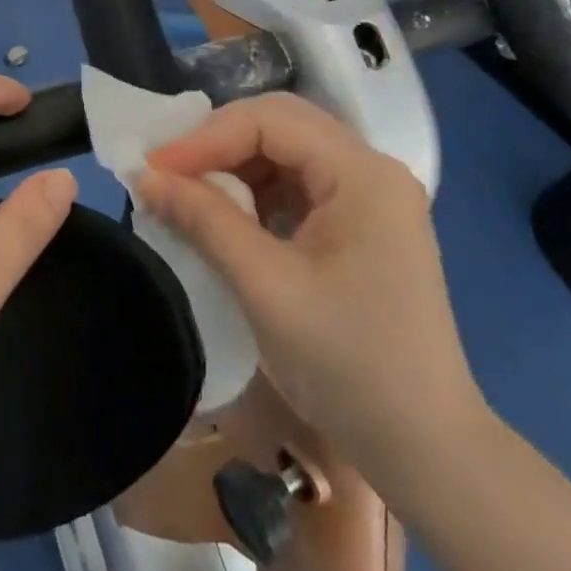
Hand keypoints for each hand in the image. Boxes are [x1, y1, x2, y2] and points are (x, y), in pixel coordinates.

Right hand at [138, 92, 487, 493]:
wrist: (426, 451)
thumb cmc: (350, 366)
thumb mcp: (266, 287)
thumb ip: (204, 220)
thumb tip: (144, 176)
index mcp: (363, 174)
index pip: (271, 120)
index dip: (206, 137)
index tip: (153, 168)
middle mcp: (372, 171)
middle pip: (280, 128)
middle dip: (216, 146)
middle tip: (164, 174)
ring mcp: (370, 199)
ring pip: (286, 155)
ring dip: (232, 169)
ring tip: (185, 194)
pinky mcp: (361, 227)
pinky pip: (297, 188)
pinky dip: (254, 195)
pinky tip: (225, 218)